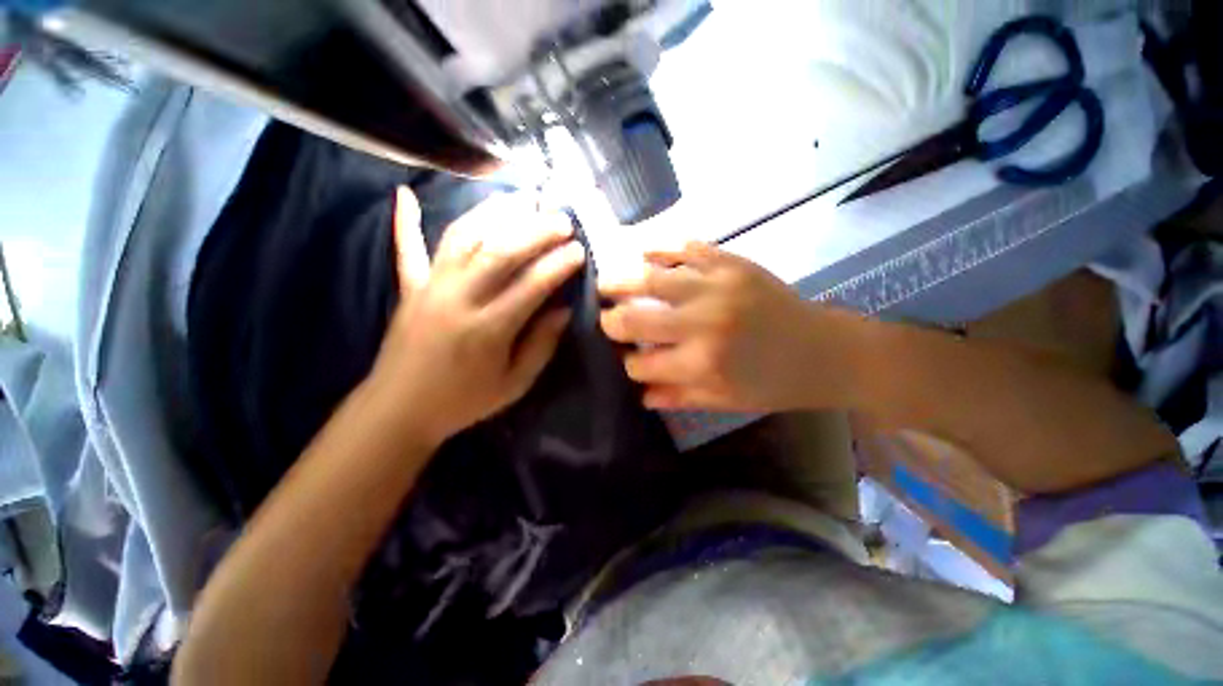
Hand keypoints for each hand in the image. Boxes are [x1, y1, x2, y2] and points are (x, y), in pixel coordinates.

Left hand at [368, 187, 584, 444]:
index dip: (558, 265)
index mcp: (488, 329)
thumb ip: (541, 345)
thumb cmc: (464, 401)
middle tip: (561, 219)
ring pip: (462, 238)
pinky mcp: (410, 288)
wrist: (400, 409)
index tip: (579, 250)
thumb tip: (563, 310)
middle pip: (501, 251)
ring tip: (519, 198)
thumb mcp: (515, 383)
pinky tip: (404, 193)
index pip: (531, 285)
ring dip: (493, 213)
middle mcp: (459, 299)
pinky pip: (406, 249)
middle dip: (536, 230)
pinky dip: (405, 220)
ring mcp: (430, 288)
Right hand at [600, 242, 860, 411]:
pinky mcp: (731, 263)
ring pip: (649, 278)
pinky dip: (659, 247)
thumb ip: (677, 397)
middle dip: (611, 323)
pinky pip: (684, 247)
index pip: (641, 365)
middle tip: (605, 319)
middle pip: (634, 320)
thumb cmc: (775, 384)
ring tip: (604, 282)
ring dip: (619, 281)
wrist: (825, 351)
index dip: (628, 365)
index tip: (627, 361)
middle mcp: (701, 324)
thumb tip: (638, 393)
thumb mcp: (725, 402)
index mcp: (701, 365)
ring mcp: (715, 287)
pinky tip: (644, 252)